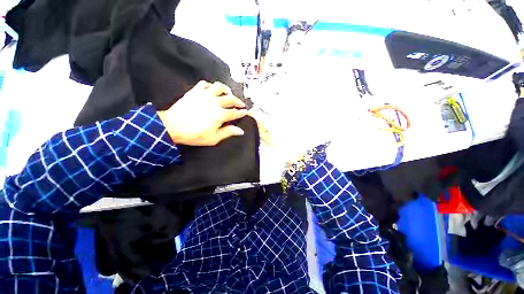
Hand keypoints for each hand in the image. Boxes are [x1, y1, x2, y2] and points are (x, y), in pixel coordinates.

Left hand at [157, 81, 247, 145]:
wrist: (172, 127)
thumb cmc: (194, 135)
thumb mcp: (214, 138)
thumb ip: (228, 132)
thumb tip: (240, 130)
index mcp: (220, 114)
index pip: (235, 112)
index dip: (242, 112)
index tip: (245, 112)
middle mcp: (215, 102)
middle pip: (230, 99)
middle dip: (238, 101)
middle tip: (241, 104)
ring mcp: (205, 95)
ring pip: (219, 87)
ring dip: (226, 89)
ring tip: (228, 93)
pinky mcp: (195, 92)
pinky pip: (204, 84)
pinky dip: (210, 85)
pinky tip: (212, 89)